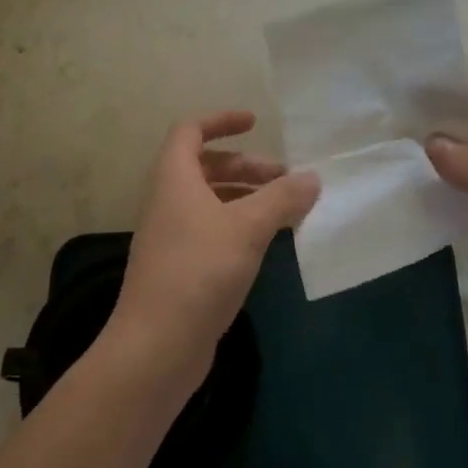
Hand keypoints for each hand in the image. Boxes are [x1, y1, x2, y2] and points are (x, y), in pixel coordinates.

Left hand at [105, 111, 319, 389]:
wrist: (156, 346)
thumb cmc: (199, 271)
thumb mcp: (247, 228)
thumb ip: (281, 199)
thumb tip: (311, 178)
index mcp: (174, 179)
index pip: (190, 131)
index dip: (221, 121)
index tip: (255, 123)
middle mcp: (168, 202)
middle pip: (206, 167)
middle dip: (246, 166)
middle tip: (285, 179)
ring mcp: (171, 237)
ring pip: (211, 202)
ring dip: (246, 198)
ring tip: (287, 211)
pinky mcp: (180, 268)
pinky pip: (212, 231)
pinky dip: (239, 226)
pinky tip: (267, 243)